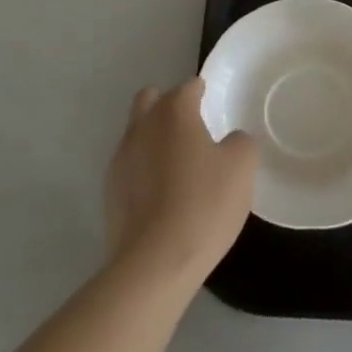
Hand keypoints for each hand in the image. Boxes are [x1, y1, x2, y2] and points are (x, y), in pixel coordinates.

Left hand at [104, 78, 256, 287]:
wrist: (153, 264)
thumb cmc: (203, 205)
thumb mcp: (241, 168)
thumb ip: (241, 142)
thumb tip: (232, 140)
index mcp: (173, 111)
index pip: (188, 86)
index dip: (202, 91)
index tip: (213, 104)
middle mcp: (142, 126)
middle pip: (150, 99)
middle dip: (168, 105)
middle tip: (191, 129)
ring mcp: (121, 158)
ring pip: (137, 132)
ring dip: (154, 139)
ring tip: (177, 166)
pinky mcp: (109, 191)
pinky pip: (129, 166)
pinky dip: (143, 170)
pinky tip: (161, 195)